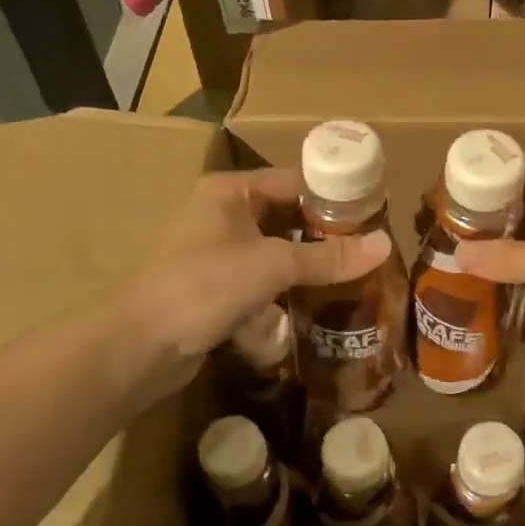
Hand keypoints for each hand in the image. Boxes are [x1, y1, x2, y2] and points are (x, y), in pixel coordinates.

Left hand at [122, 167, 387, 378]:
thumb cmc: (204, 285)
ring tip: (353, 276)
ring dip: (306, 265)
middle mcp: (222, 215)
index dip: (333, 194)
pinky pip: (260, 281)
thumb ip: (327, 257)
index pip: (293, 180)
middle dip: (324, 235)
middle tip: (369, 249)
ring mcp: (215, 254)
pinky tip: (316, 305)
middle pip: (286, 217)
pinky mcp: (214, 289)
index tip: (374, 212)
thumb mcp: (272, 265)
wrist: (139, 346)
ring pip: (274, 252)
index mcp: (230, 191)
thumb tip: (385, 245)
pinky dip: (285, 290)